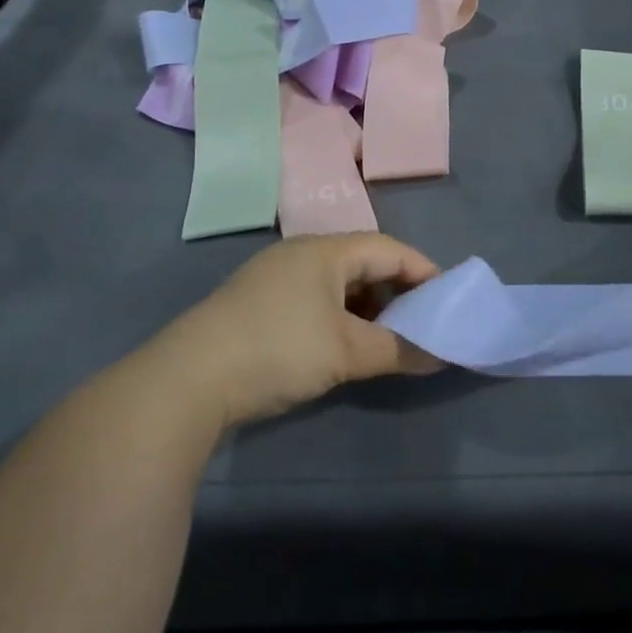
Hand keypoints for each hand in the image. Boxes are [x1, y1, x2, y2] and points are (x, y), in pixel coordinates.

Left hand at [164, 234, 441, 425]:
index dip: (423, 271)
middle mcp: (300, 253)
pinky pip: (313, 298)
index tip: (447, 301)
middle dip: (396, 290)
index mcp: (325, 250)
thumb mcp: (345, 353)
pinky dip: (338, 316)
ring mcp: (273, 277)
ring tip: (386, 337)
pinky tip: (341, 344)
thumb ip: (398, 350)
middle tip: (421, 321)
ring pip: (337, 282)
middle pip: (363, 261)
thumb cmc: (276, 351)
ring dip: (367, 306)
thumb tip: (441, 354)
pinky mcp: (255, 303)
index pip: (389, 249)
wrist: (184, 383)